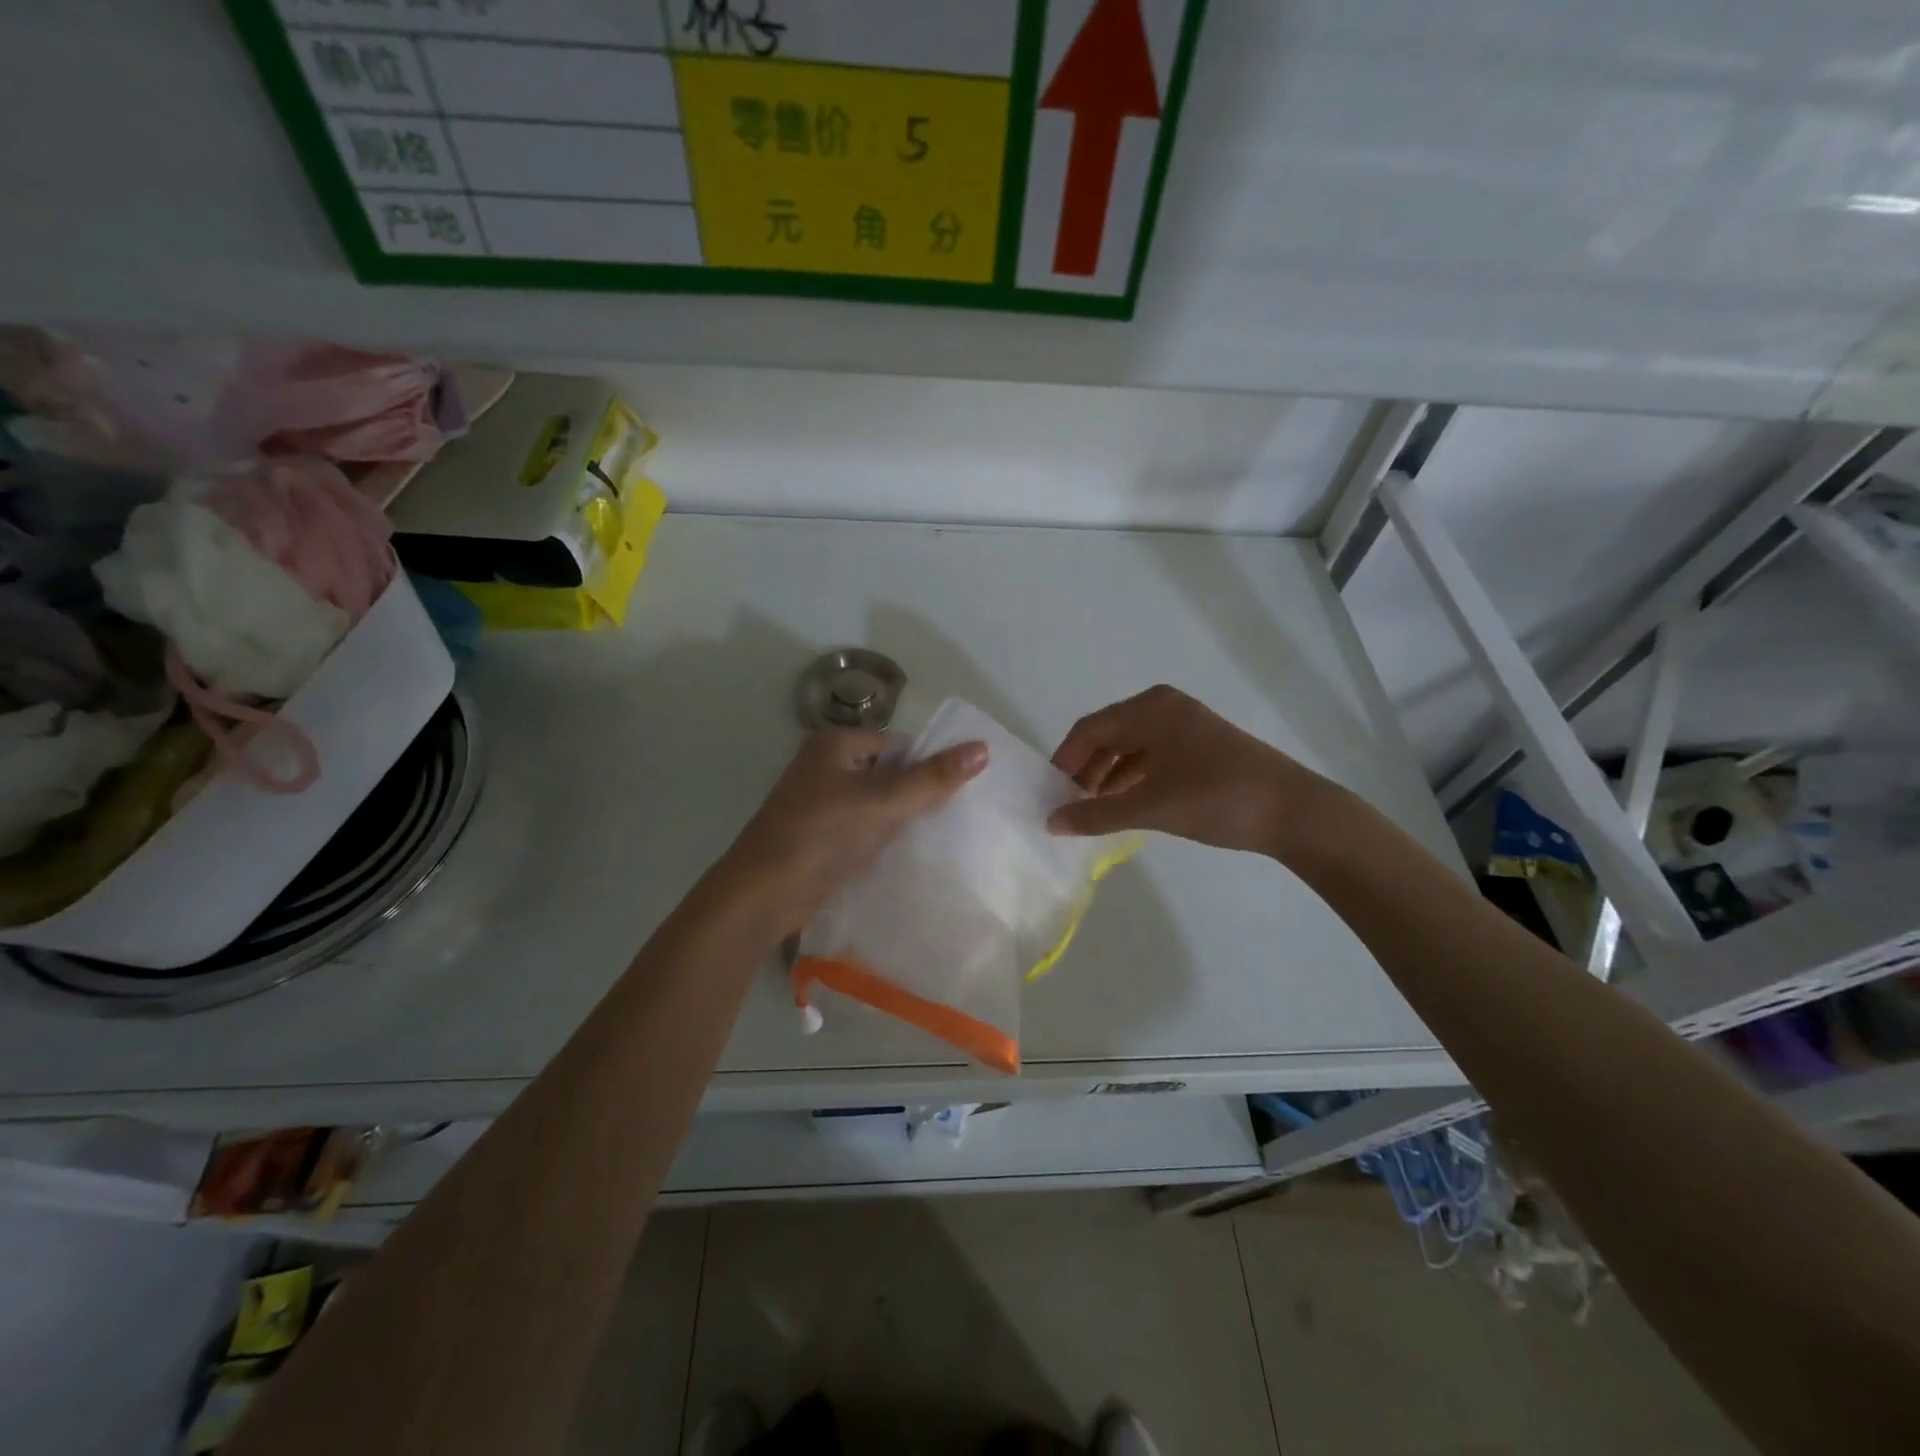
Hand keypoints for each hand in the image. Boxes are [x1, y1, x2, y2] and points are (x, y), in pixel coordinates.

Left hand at [717, 728, 986, 933]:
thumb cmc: (820, 837)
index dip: (928, 766)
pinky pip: (864, 827)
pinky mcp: (822, 835)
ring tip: (941, 837)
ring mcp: (821, 802)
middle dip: (918, 794)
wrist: (763, 895)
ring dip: (903, 819)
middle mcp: (826, 766)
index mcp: (835, 744)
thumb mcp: (881, 803)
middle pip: (889, 773)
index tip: (961, 793)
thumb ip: (932, 778)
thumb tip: (982, 749)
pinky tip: (910, 854)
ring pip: (878, 803)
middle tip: (958, 818)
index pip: (899, 745)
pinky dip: (885, 838)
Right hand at [1048, 685, 1327, 855]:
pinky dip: (1134, 779)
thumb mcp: (1150, 808)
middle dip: (1086, 769)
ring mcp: (1187, 726)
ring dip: (1109, 777)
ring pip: (1132, 747)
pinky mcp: (1202, 746)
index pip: (1089, 729)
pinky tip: (1127, 805)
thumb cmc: (1216, 799)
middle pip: (1109, 735)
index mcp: (1150, 709)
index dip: (1064, 760)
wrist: (1294, 812)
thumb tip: (1051, 823)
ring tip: (1094, 810)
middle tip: (1069, 804)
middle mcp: (1165, 708)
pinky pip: (1154, 756)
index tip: (1049, 793)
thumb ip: (1096, 815)